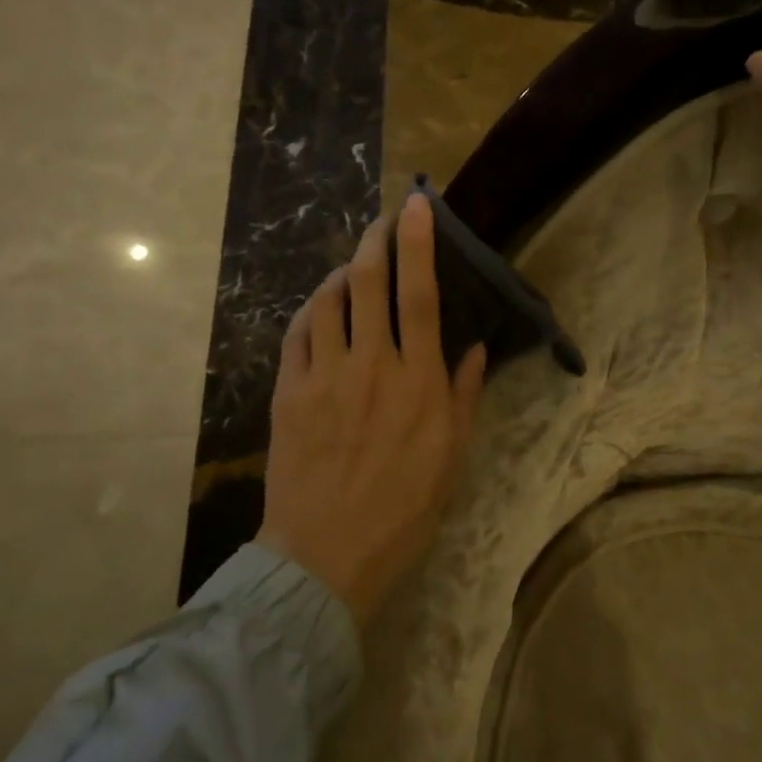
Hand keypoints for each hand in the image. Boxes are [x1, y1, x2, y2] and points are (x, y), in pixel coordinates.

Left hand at [257, 194, 488, 622]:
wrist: (327, 555)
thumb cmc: (403, 510)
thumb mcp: (451, 457)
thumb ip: (463, 395)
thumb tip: (473, 347)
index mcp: (418, 381)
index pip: (422, 295)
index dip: (419, 243)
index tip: (417, 206)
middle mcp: (371, 366)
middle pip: (370, 282)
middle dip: (378, 239)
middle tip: (385, 219)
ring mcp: (324, 377)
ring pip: (328, 300)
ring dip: (343, 272)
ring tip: (354, 268)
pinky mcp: (288, 392)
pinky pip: (297, 333)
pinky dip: (311, 310)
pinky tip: (321, 308)